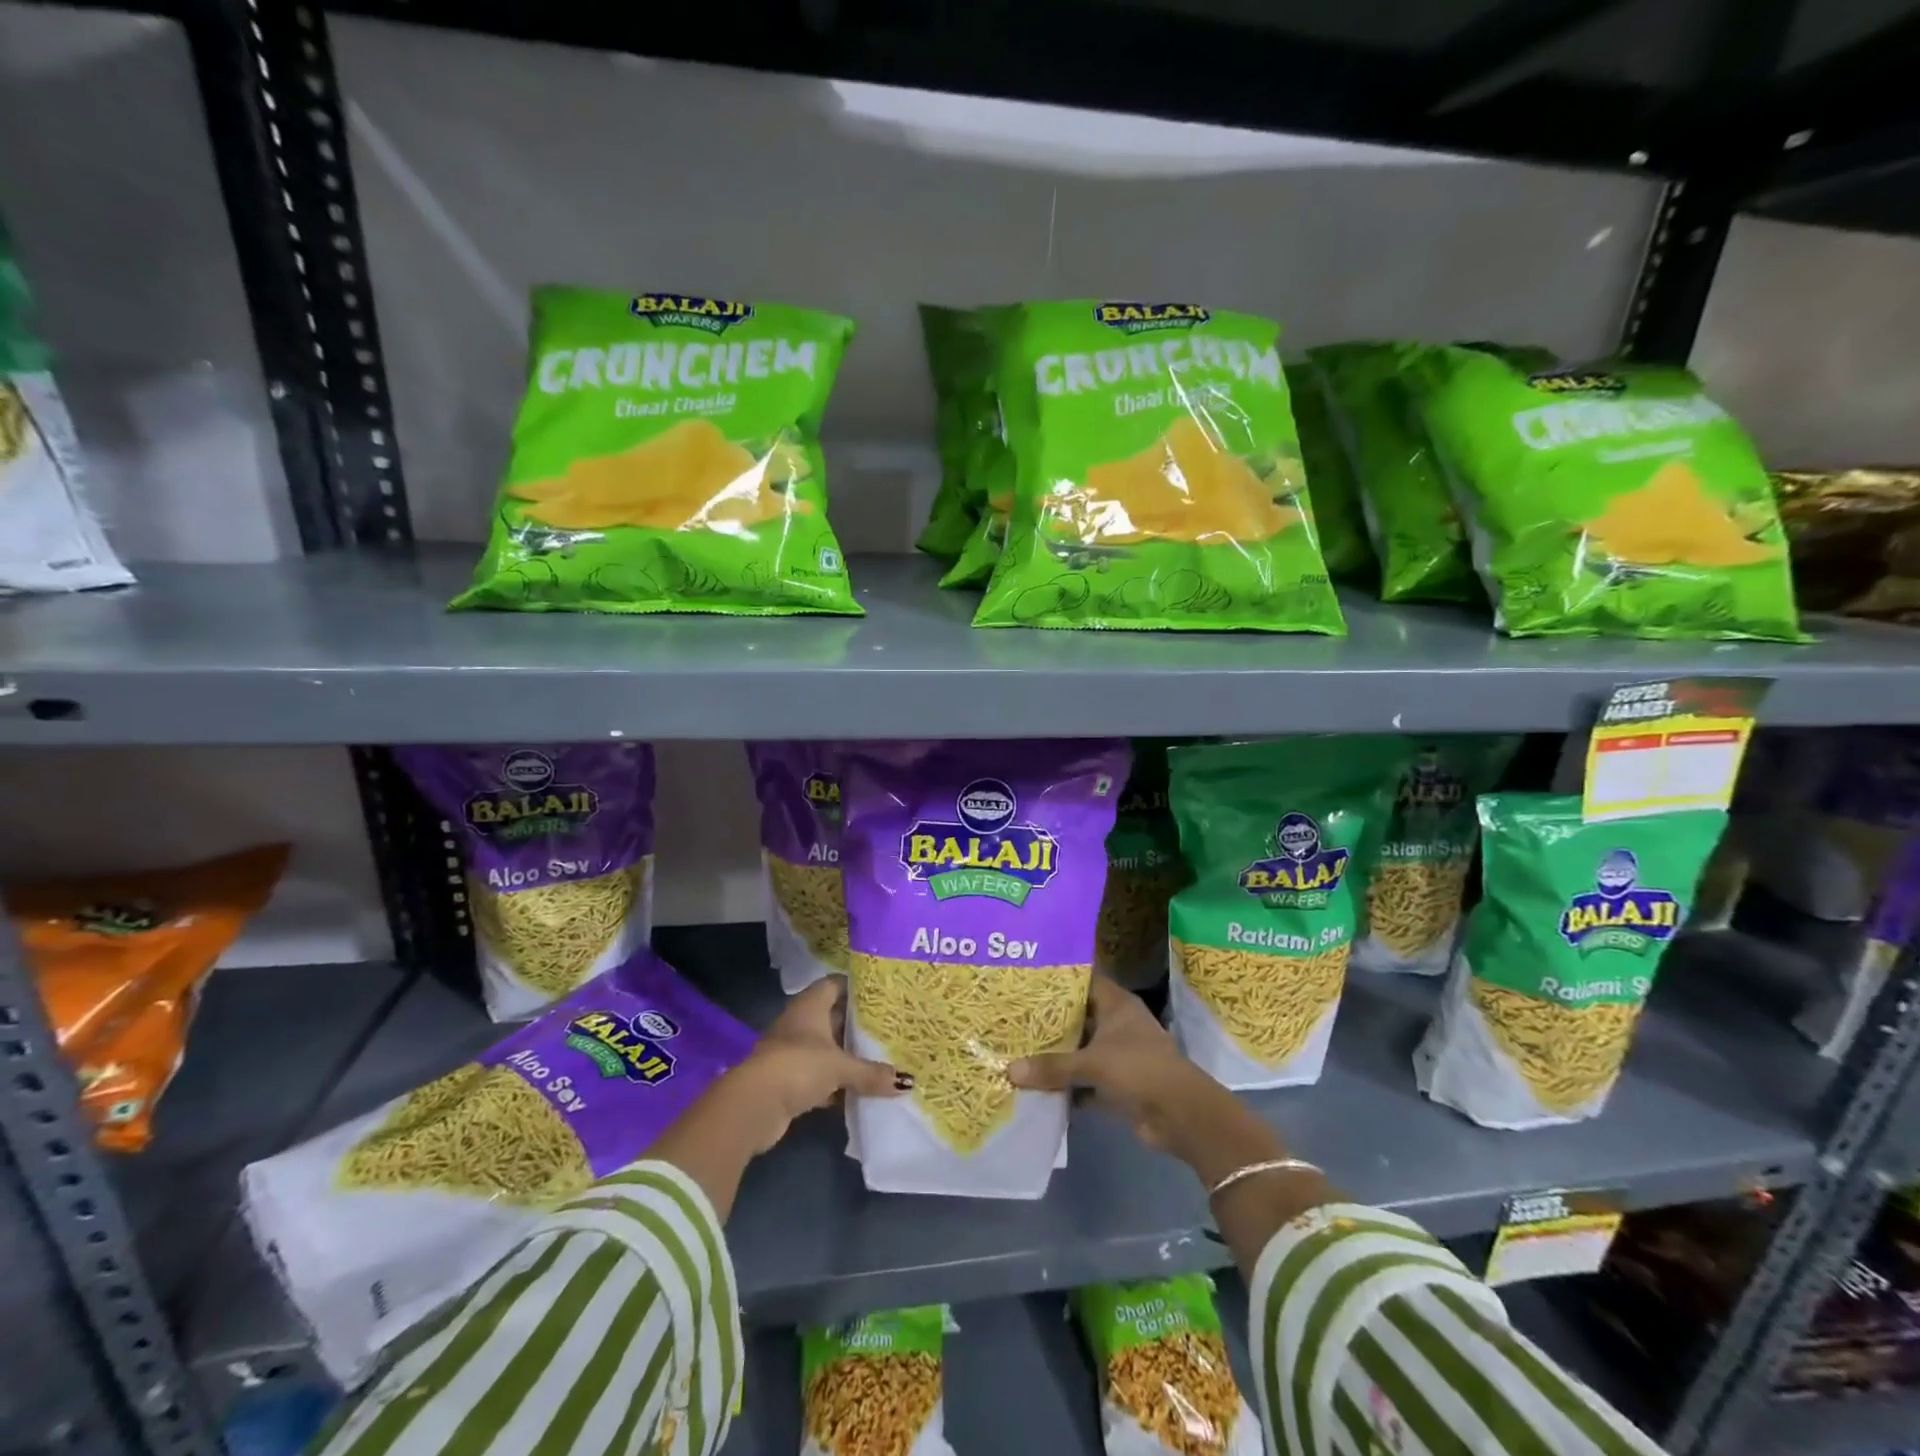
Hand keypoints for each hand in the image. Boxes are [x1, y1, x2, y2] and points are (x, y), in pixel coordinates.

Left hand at [731, 975, 906, 1153]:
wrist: (754, 1106)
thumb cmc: (798, 1066)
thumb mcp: (840, 1067)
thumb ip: (871, 1073)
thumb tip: (906, 1082)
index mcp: (811, 1005)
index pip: (837, 984)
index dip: (858, 986)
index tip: (884, 993)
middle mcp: (801, 1022)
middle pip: (835, 1016)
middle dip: (859, 1023)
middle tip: (891, 1026)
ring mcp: (794, 1051)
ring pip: (829, 1047)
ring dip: (849, 1055)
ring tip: (884, 1056)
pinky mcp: (791, 1079)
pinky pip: (822, 1074)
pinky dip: (838, 1081)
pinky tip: (861, 1088)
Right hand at [1008, 977, 1244, 1160]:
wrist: (1180, 1116)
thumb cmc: (1139, 1069)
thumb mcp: (1093, 1063)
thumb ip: (1053, 1066)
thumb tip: (1010, 1070)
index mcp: (1117, 1004)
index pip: (1084, 980)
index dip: (1058, 978)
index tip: (1027, 976)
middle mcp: (1117, 1025)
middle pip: (1079, 1016)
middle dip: (1050, 1020)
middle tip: (1012, 1015)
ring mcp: (1118, 1056)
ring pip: (1080, 1050)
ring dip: (1056, 1055)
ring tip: (1017, 1048)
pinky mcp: (1117, 1086)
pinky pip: (1084, 1081)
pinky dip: (1066, 1086)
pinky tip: (1036, 1087)